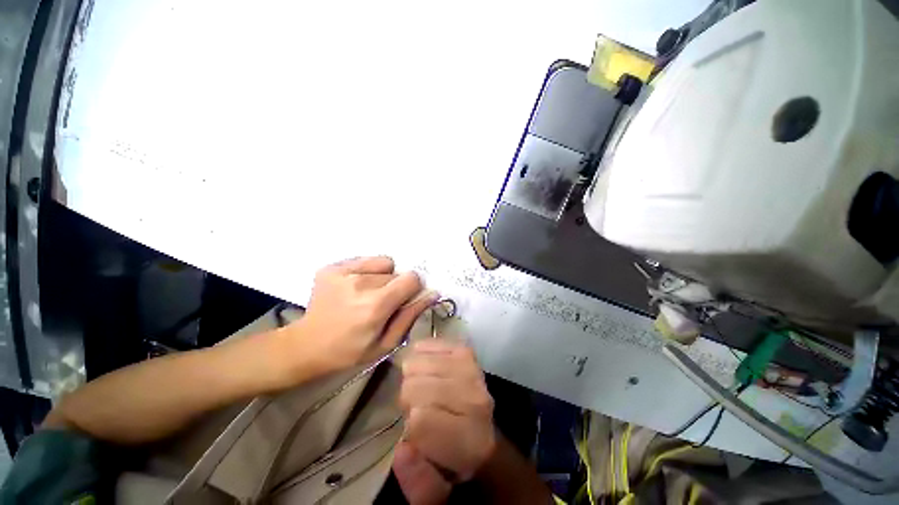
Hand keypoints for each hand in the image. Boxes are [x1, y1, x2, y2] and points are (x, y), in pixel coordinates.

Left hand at [286, 256, 436, 376]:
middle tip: (381, 304)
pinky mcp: (332, 267)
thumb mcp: (387, 342)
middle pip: (396, 273)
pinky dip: (367, 271)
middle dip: (395, 287)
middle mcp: (360, 283)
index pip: (411, 279)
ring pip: (383, 265)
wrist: (307, 345)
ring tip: (366, 295)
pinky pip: (366, 260)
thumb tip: (433, 293)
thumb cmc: (350, 351)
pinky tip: (355, 287)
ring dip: (381, 278)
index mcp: (375, 306)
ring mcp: (343, 272)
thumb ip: (411, 315)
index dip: (413, 289)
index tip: (404, 300)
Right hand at [393, 340, 496, 503]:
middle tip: (419, 407)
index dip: (409, 425)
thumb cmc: (456, 462)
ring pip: (417, 363)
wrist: (484, 434)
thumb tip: (402, 449)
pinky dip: (422, 353)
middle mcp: (473, 398)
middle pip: (415, 387)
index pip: (420, 419)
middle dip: (409, 399)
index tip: (416, 431)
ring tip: (424, 387)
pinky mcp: (466, 352)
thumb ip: (418, 482)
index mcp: (468, 438)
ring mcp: (470, 369)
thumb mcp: (435, 491)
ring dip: (413, 376)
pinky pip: (430, 343)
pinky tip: (428, 366)